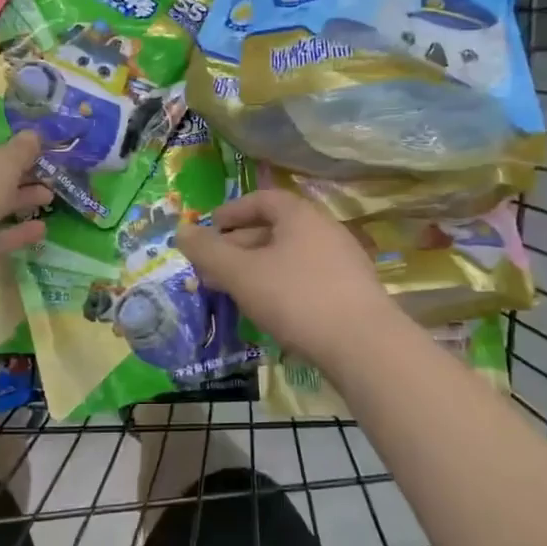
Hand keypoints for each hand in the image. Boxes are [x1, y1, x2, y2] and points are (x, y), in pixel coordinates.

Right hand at [176, 190, 397, 369]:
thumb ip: (208, 251)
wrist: (365, 346)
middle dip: (238, 246)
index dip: (231, 212)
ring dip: (256, 268)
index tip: (209, 229)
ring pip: (288, 256)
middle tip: (212, 268)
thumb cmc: (296, 298)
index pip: (261, 199)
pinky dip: (280, 284)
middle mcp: (324, 229)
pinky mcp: (351, 291)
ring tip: (234, 291)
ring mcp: (342, 260)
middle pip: (274, 228)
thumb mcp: (242, 273)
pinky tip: (268, 310)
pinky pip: (306, 277)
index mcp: (300, 215)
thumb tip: (181, 232)